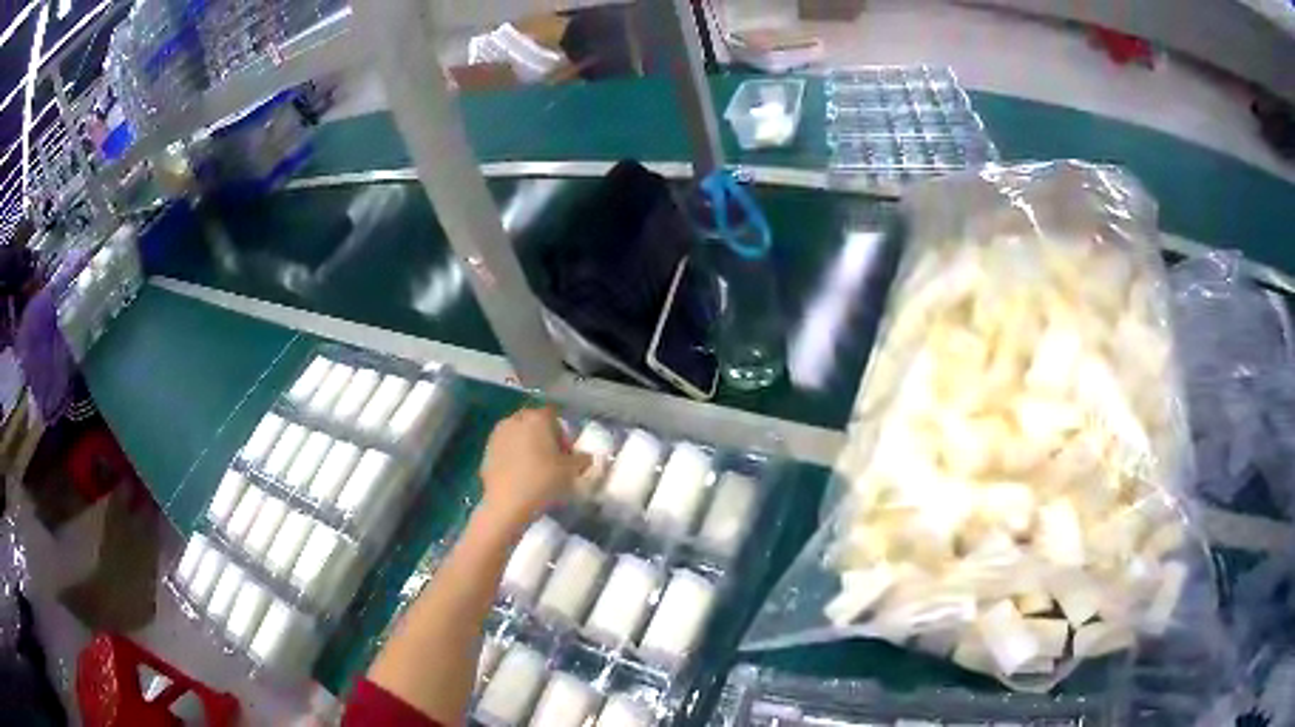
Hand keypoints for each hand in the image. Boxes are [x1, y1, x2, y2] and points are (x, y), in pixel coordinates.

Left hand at [479, 407, 589, 531]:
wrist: (507, 505)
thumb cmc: (543, 482)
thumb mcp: (572, 471)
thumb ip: (582, 459)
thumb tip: (586, 457)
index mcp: (537, 418)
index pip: (554, 416)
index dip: (562, 433)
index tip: (566, 454)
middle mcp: (515, 420)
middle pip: (534, 423)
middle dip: (543, 437)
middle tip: (552, 459)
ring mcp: (498, 435)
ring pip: (518, 434)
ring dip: (526, 445)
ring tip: (534, 468)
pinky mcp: (486, 451)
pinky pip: (506, 448)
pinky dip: (513, 456)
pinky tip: (519, 476)